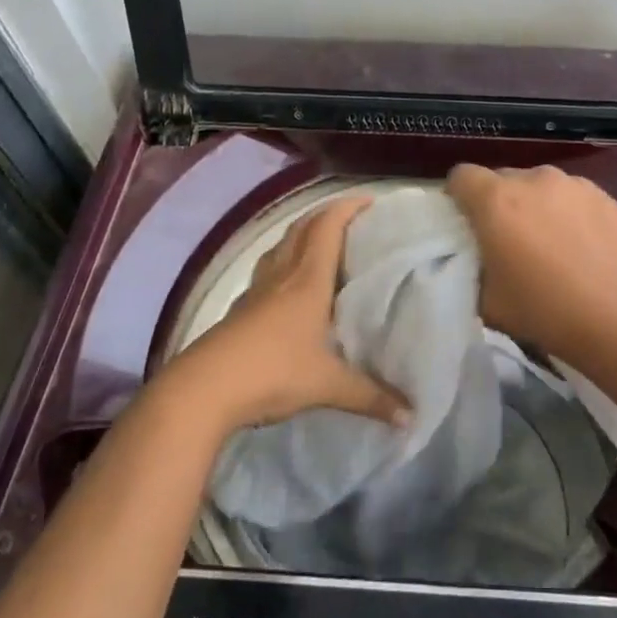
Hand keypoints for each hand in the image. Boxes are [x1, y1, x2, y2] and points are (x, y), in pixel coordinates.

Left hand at [160, 196, 410, 434]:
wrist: (204, 389)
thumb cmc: (273, 373)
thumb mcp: (328, 385)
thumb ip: (371, 397)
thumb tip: (412, 416)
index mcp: (308, 281)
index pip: (327, 227)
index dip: (347, 207)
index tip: (370, 200)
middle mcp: (282, 276)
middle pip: (302, 229)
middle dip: (327, 215)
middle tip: (353, 219)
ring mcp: (256, 291)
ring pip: (280, 247)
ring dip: (301, 235)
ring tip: (322, 243)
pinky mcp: (239, 309)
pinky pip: (266, 272)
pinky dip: (282, 264)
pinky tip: (287, 285)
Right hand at [446, 164, 616, 363]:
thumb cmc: (547, 313)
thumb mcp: (488, 302)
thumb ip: (472, 269)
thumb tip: (478, 258)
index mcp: (497, 200)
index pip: (461, 176)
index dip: (458, 198)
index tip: (466, 226)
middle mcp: (534, 180)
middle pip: (502, 179)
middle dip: (498, 204)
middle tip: (508, 242)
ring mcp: (575, 184)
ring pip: (540, 187)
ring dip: (536, 207)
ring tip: (552, 246)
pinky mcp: (606, 196)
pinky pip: (573, 197)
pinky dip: (568, 213)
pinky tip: (584, 248)